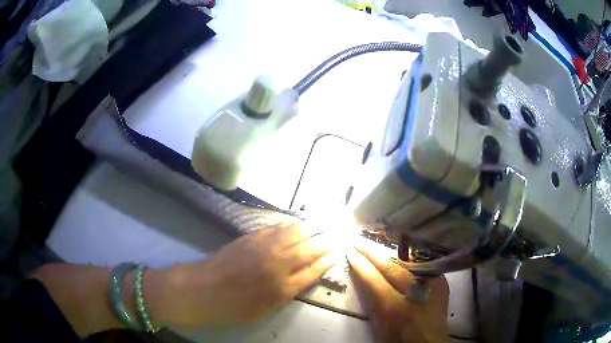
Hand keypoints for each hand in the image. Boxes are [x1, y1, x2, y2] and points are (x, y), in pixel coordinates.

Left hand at [159, 224, 336, 328]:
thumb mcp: (264, 309)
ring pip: (294, 233)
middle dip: (324, 242)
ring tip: (319, 227)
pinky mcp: (250, 237)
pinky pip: (276, 228)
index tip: (336, 253)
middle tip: (335, 235)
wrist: (201, 290)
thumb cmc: (233, 307)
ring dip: (309, 230)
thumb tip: (303, 278)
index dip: (327, 261)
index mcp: (283, 287)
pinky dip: (289, 226)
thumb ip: (286, 293)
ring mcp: (263, 248)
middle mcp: (278, 264)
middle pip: (309, 249)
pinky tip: (294, 225)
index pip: (313, 270)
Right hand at [347, 242, 449, 342]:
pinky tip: (399, 251)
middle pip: (391, 266)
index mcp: (395, 308)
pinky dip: (408, 258)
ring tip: (376, 242)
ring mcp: (432, 284)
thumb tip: (363, 274)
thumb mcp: (380, 324)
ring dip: (389, 252)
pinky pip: (422, 264)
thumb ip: (371, 300)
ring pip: (408, 261)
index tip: (349, 251)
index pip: (373, 279)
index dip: (360, 264)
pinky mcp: (441, 281)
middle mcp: (416, 292)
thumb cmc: (400, 338)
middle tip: (358, 241)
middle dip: (372, 252)